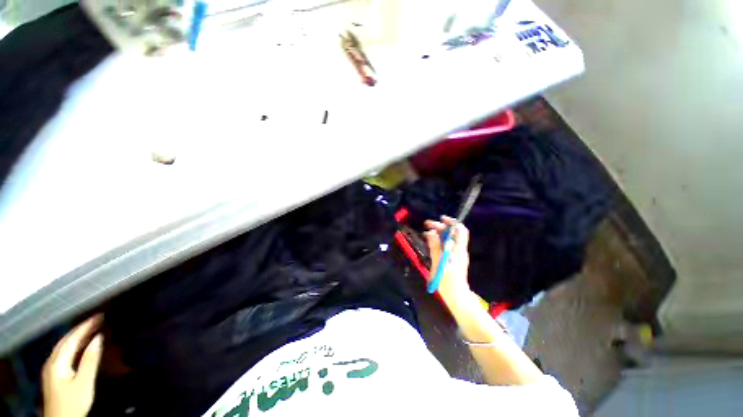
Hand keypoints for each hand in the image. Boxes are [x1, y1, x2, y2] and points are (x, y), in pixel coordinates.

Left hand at [42, 315, 102, 416]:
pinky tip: (82, 346)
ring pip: (64, 346)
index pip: (72, 338)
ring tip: (92, 329)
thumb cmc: (73, 402)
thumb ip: (90, 360)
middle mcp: (51, 361)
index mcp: (57, 362)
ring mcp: (51, 368)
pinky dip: (74, 345)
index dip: (85, 326)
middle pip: (66, 340)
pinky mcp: (54, 373)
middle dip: (81, 329)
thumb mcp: (84, 383)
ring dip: (78, 336)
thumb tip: (99, 338)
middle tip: (97, 320)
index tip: (100, 316)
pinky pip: (64, 353)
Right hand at [424, 216, 473, 305]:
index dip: (452, 222)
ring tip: (426, 232)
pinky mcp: (452, 259)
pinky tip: (430, 241)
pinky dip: (438, 240)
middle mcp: (459, 250)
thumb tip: (431, 232)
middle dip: (441, 226)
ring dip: (438, 233)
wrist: (456, 298)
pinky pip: (446, 245)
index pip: (460, 230)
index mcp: (458, 250)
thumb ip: (435, 247)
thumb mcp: (439, 264)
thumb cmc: (447, 282)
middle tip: (427, 225)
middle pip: (452, 233)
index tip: (440, 219)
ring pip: (449, 239)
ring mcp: (456, 255)